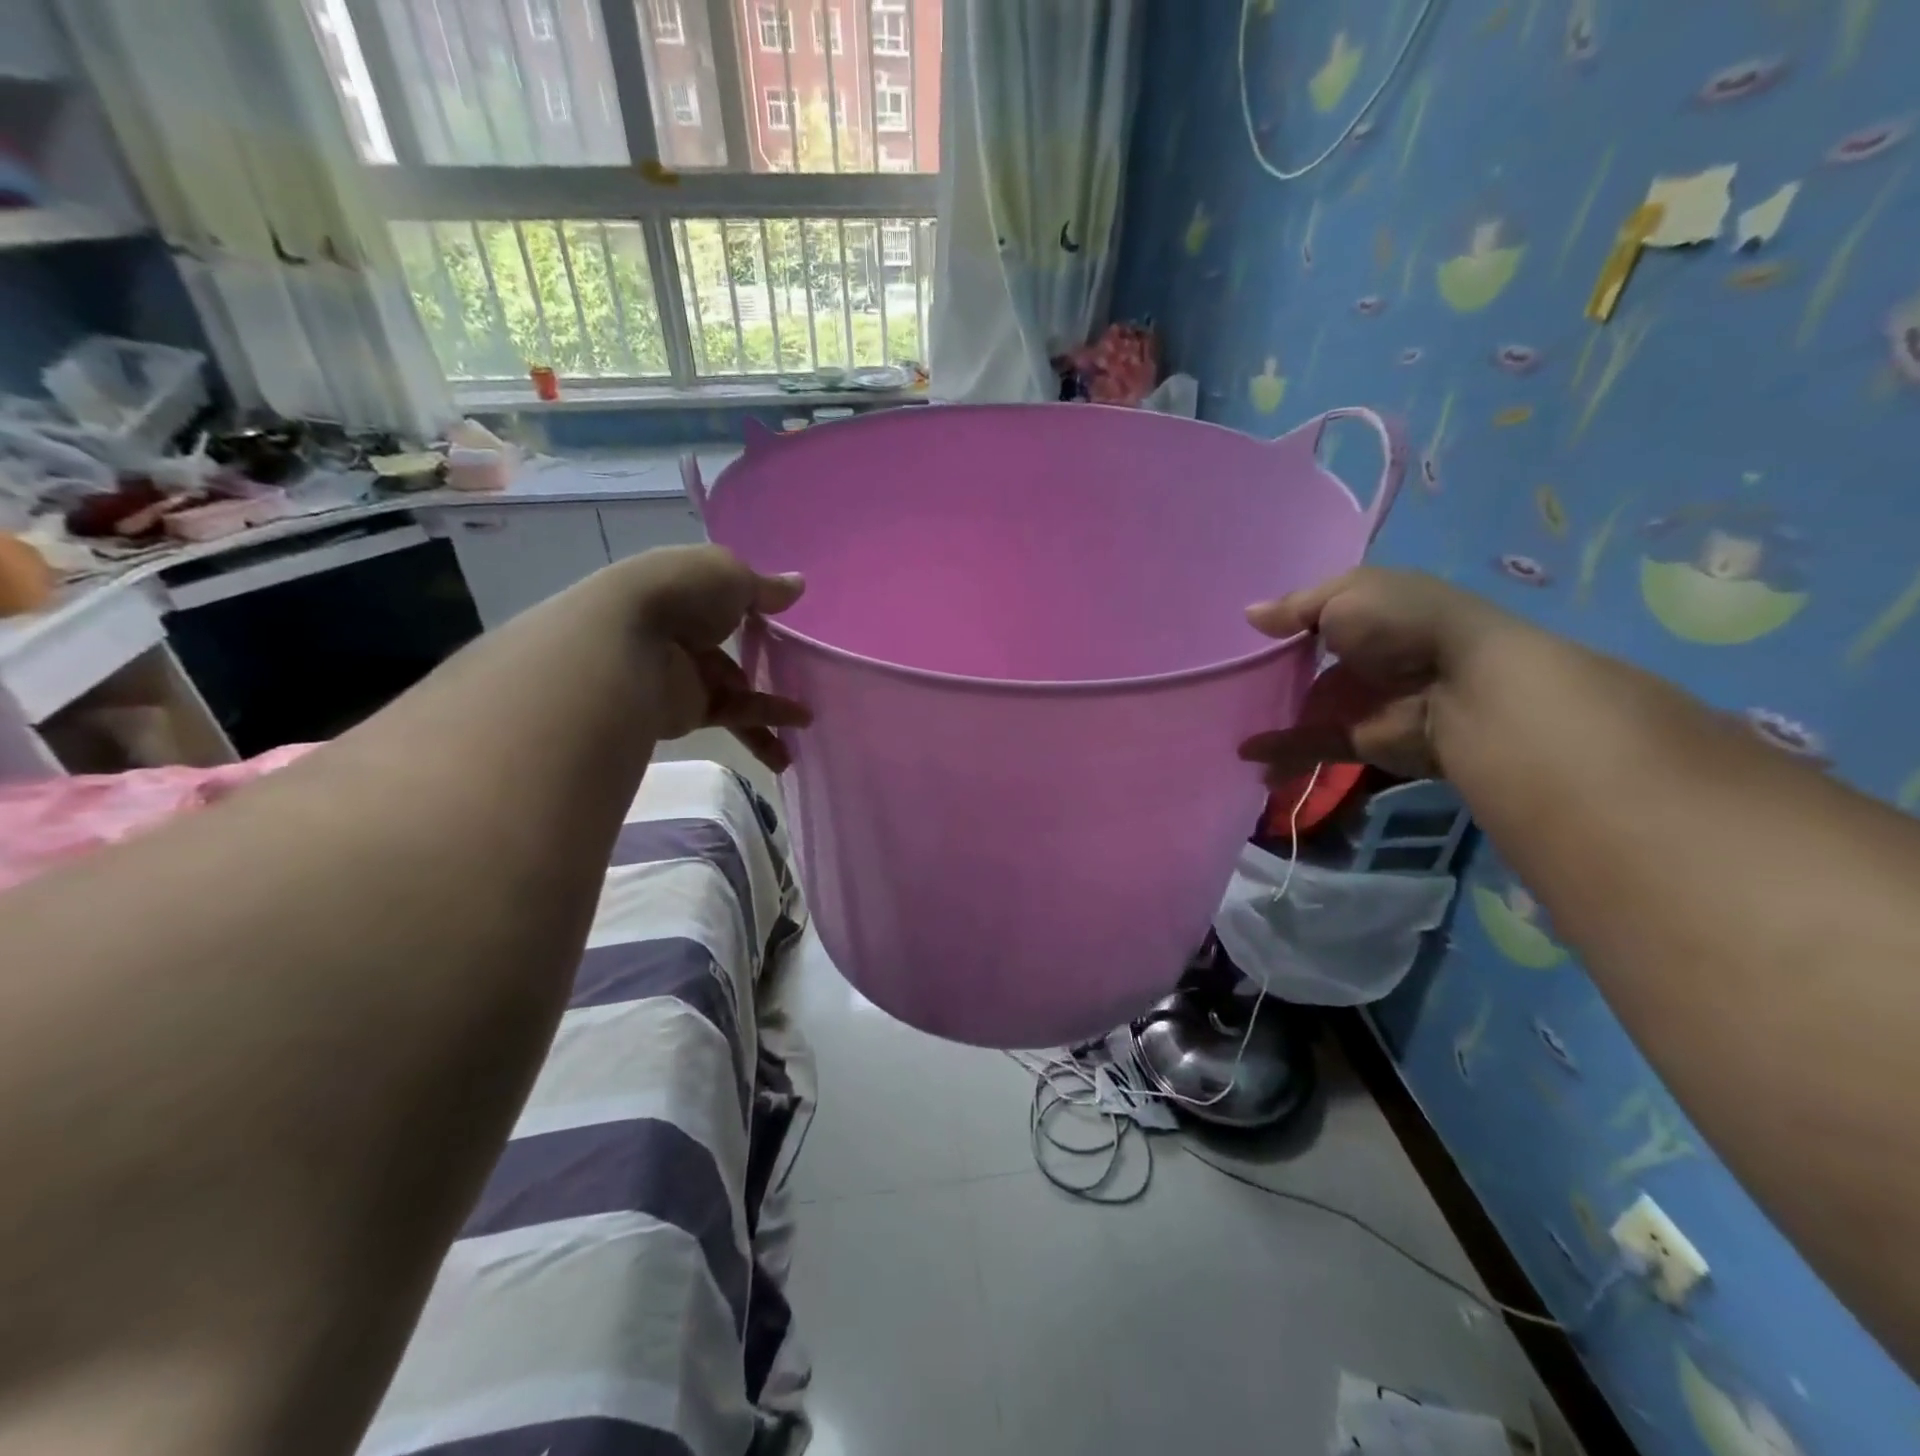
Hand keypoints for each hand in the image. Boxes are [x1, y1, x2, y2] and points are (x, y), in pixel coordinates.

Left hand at [611, 545, 811, 771]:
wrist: (625, 644)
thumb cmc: (681, 594)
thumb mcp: (731, 576)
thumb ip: (766, 588)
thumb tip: (798, 585)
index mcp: (689, 589)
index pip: (725, 597)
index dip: (754, 606)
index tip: (785, 617)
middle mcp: (685, 630)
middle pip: (732, 648)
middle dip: (765, 662)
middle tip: (803, 675)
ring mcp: (686, 673)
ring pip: (737, 690)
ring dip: (771, 710)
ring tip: (807, 724)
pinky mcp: (687, 710)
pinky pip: (732, 718)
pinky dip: (760, 730)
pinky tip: (786, 746)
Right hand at [1237, 568, 1504, 783]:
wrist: (1462, 685)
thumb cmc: (1402, 623)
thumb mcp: (1345, 595)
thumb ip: (1294, 608)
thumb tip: (1249, 616)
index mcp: (1362, 616)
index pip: (1312, 621)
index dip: (1279, 629)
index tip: (1239, 638)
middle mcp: (1358, 658)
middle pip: (1302, 670)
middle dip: (1266, 678)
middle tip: (1222, 684)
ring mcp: (1355, 702)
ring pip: (1301, 711)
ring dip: (1269, 718)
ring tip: (1225, 724)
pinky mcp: (1355, 740)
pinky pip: (1308, 745)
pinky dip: (1279, 752)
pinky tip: (1246, 754)